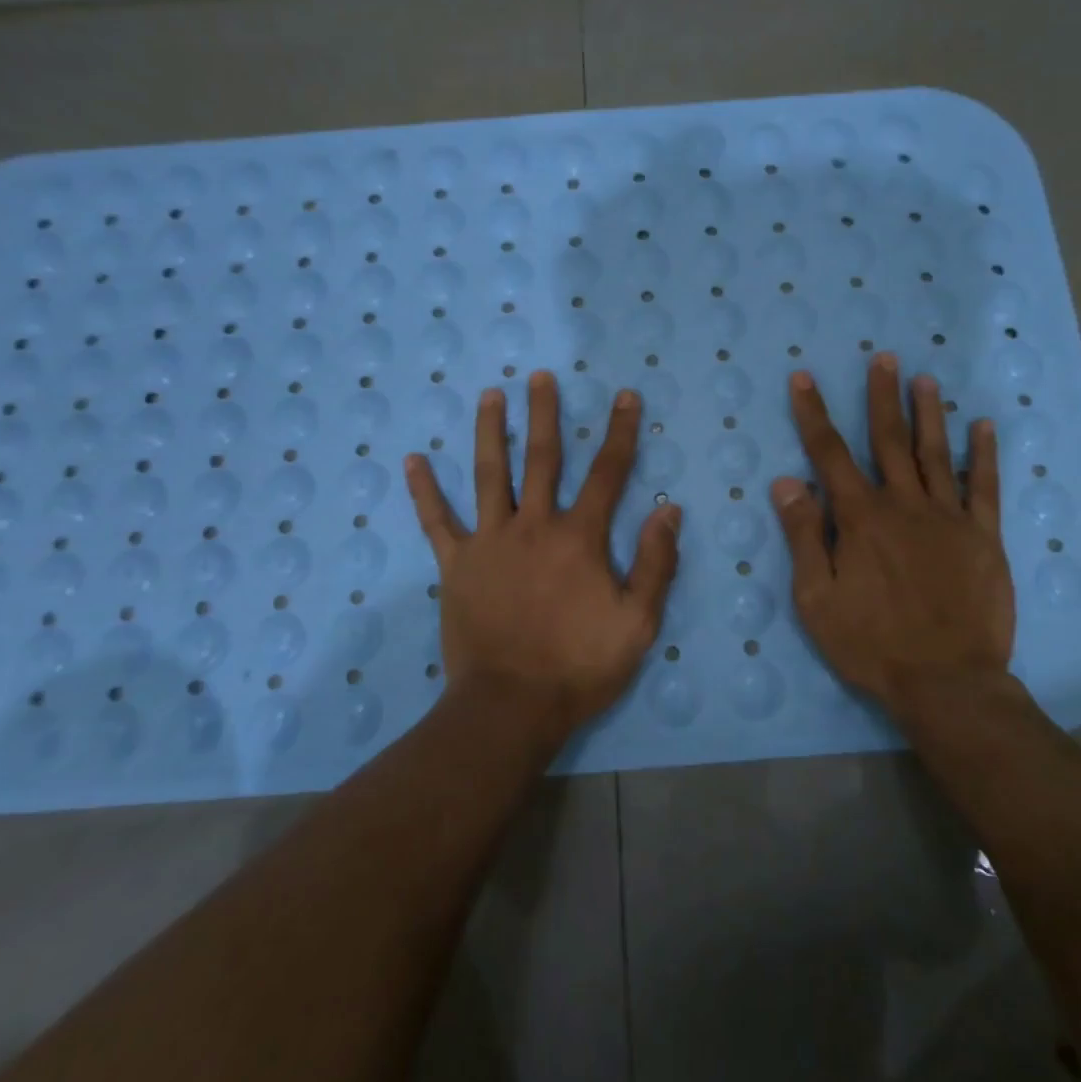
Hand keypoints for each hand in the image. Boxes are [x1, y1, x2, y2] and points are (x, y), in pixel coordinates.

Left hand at [405, 370, 680, 739]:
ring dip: (490, 431)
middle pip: (542, 458)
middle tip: (539, 376)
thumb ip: (655, 562)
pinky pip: (437, 521)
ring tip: (489, 395)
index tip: (624, 396)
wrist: (511, 706)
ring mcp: (490, 541)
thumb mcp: (637, 622)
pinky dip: (424, 491)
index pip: (607, 473)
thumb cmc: (579, 665)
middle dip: (544, 413)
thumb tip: (668, 508)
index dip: (620, 432)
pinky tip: (413, 460)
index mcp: (579, 537)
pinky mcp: (457, 564)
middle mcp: (534, 526)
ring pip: (489, 475)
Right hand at [771, 353, 1015, 714]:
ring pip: (936, 454)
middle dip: (881, 397)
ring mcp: (949, 518)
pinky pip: (985, 487)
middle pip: (889, 440)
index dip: (814, 414)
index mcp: (861, 518)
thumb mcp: (817, 598)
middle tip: (883, 358)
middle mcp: (905, 505)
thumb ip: (805, 536)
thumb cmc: (871, 643)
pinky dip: (985, 455)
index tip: (805, 378)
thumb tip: (787, 482)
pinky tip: (984, 427)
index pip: (829, 454)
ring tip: (924, 379)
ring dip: (928, 413)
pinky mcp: (984, 537)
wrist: (947, 682)